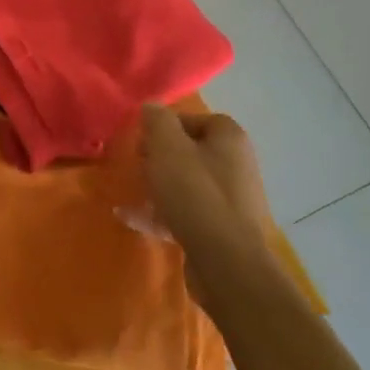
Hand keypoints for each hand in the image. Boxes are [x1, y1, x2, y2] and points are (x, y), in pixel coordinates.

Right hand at [140, 105, 274, 263]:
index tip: (144, 140)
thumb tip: (152, 107)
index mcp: (230, 138)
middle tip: (138, 165)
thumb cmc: (195, 193)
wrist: (226, 262)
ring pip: (188, 185)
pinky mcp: (223, 231)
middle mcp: (236, 165)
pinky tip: (132, 219)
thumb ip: (157, 121)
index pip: (195, 119)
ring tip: (133, 193)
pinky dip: (163, 213)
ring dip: (159, 187)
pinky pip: (188, 213)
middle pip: (191, 152)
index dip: (167, 126)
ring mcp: (232, 201)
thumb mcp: (168, 147)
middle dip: (160, 158)